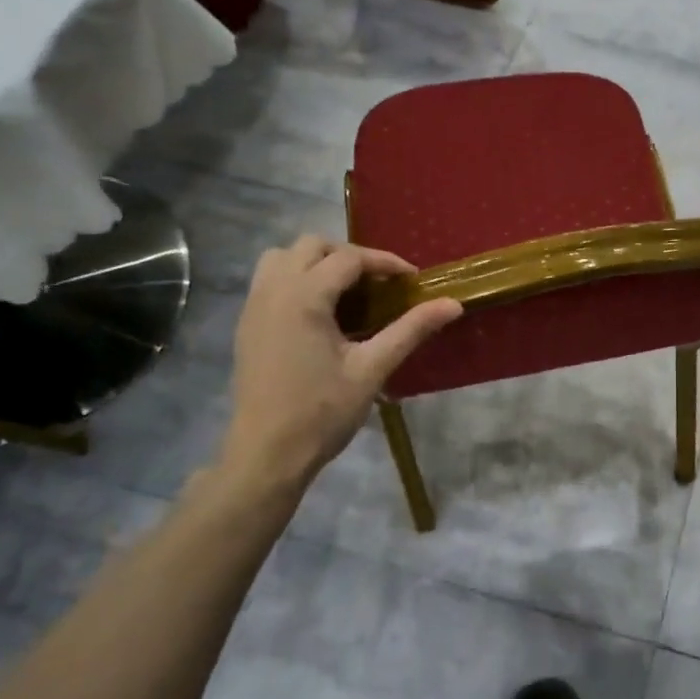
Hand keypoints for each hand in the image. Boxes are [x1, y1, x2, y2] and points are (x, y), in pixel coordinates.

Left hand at [218, 235, 460, 490]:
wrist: (267, 453)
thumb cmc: (323, 411)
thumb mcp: (373, 368)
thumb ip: (411, 330)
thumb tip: (453, 304)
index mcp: (304, 297)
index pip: (349, 259)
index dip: (385, 263)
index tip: (412, 280)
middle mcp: (273, 291)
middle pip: (311, 245)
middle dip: (350, 256)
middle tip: (379, 283)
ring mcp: (253, 306)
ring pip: (283, 257)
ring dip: (317, 262)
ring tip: (347, 291)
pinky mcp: (246, 325)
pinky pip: (270, 280)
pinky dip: (297, 279)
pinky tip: (321, 313)